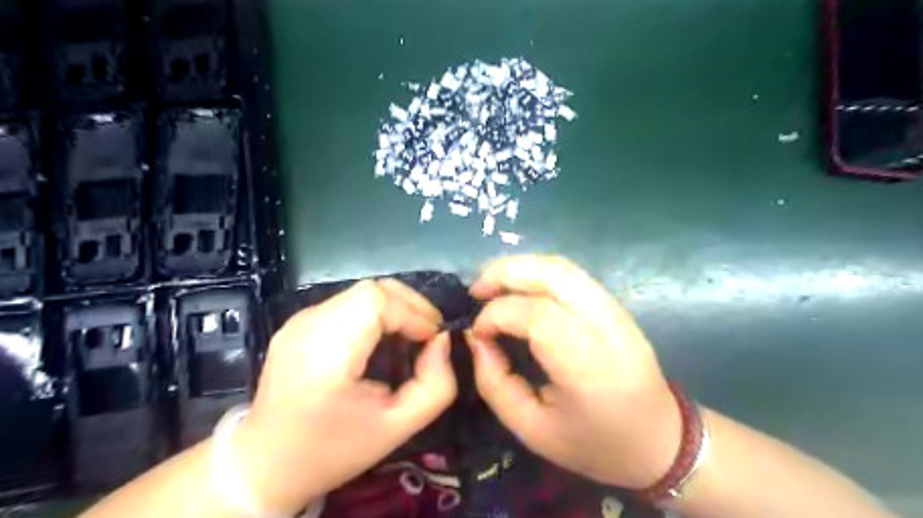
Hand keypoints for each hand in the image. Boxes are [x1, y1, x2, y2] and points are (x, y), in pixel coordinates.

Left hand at [236, 278, 457, 513]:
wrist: (265, 464)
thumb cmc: (333, 450)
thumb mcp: (398, 428)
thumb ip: (435, 385)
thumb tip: (442, 341)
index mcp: (327, 354)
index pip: (376, 300)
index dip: (413, 312)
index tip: (432, 339)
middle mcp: (308, 326)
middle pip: (371, 289)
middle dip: (409, 305)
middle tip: (427, 333)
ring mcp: (299, 321)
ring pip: (360, 293)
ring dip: (394, 307)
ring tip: (409, 335)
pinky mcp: (298, 323)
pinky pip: (347, 303)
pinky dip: (374, 312)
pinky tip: (381, 338)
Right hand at [470, 258, 675, 491]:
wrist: (660, 441)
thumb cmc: (594, 443)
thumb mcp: (531, 429)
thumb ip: (494, 382)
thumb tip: (476, 338)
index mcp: (588, 366)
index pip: (535, 314)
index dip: (496, 314)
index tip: (478, 332)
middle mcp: (606, 326)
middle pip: (552, 274)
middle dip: (504, 273)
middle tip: (475, 291)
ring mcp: (616, 310)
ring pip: (562, 267)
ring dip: (519, 268)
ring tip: (491, 286)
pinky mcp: (616, 305)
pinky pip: (571, 275)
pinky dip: (537, 273)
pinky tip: (519, 289)